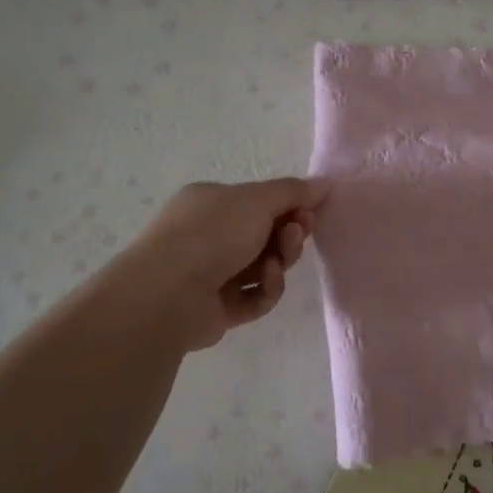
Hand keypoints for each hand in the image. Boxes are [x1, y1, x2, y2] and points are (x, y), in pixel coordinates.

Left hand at [116, 177, 327, 350]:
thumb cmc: (212, 233)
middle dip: (288, 233)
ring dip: (280, 260)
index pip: (258, 201)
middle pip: (264, 234)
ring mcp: (211, 274)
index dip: (289, 205)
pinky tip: (265, 281)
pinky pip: (254, 297)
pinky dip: (266, 288)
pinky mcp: (218, 309)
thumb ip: (293, 191)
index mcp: (210, 202)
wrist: (169, 292)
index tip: (311, 210)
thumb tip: (324, 184)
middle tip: (300, 232)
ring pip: (263, 266)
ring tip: (277, 261)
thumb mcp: (257, 200)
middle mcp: (208, 235)